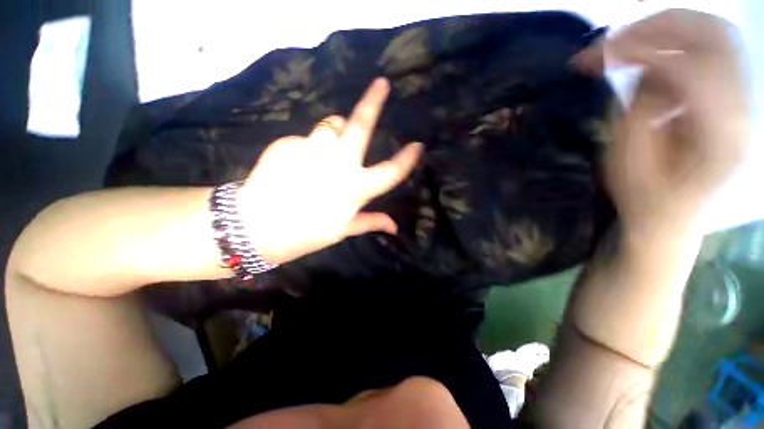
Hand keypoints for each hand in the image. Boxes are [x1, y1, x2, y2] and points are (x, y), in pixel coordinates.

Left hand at [236, 78, 422, 264]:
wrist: (256, 226)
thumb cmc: (305, 233)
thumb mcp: (343, 230)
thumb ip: (371, 221)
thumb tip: (395, 227)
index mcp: (355, 188)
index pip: (391, 171)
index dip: (407, 159)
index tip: (418, 146)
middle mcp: (339, 162)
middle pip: (361, 124)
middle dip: (374, 101)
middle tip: (381, 83)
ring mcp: (312, 148)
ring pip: (331, 123)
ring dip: (336, 129)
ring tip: (330, 143)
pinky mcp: (288, 142)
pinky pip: (307, 137)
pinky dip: (310, 146)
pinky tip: (299, 163)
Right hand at [602, 11, 750, 242]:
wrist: (672, 216)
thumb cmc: (645, 197)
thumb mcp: (629, 160)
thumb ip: (641, 107)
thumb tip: (643, 68)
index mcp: (722, 138)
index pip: (690, 69)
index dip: (641, 52)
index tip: (598, 56)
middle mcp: (744, 110)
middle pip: (713, 35)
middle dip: (657, 28)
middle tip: (614, 42)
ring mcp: (744, 99)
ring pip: (714, 33)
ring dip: (667, 30)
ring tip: (628, 45)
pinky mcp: (734, 94)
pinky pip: (709, 49)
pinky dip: (676, 44)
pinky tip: (650, 59)